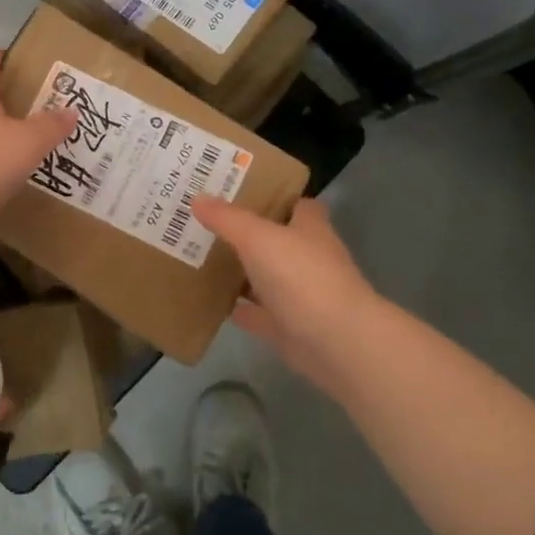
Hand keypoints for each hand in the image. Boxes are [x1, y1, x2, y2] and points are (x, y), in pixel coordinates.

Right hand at [192, 196, 382, 377]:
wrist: (336, 342)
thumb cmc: (301, 276)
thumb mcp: (257, 237)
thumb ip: (227, 218)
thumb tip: (197, 197)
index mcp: (310, 230)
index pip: (298, 205)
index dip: (275, 197)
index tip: (241, 193)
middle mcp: (310, 259)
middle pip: (278, 241)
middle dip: (248, 234)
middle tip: (208, 223)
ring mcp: (302, 296)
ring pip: (267, 278)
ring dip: (243, 273)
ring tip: (203, 259)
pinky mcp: (292, 328)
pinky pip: (260, 314)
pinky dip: (241, 310)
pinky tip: (215, 303)